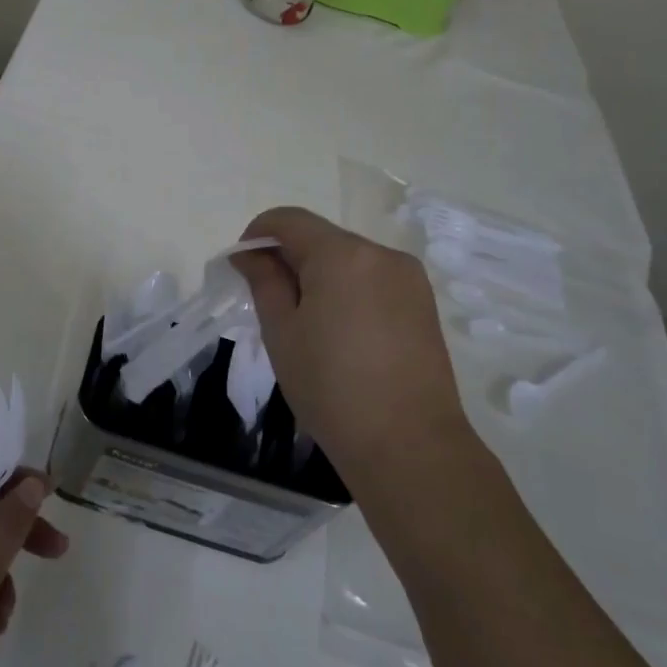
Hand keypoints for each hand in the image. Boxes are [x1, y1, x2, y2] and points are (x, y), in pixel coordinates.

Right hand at [232, 206, 467, 482]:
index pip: (289, 220)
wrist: (409, 446)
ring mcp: (409, 277)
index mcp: (342, 254)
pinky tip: (341, 332)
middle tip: (270, 302)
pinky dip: (348, 290)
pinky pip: (373, 279)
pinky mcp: (424, 303)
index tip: (243, 265)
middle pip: (322, 238)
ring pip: (348, 259)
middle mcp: (381, 253)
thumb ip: (264, 281)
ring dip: (320, 275)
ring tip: (307, 323)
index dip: (258, 233)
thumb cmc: (331, 387)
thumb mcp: (282, 332)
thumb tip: (249, 252)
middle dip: (290, 258)